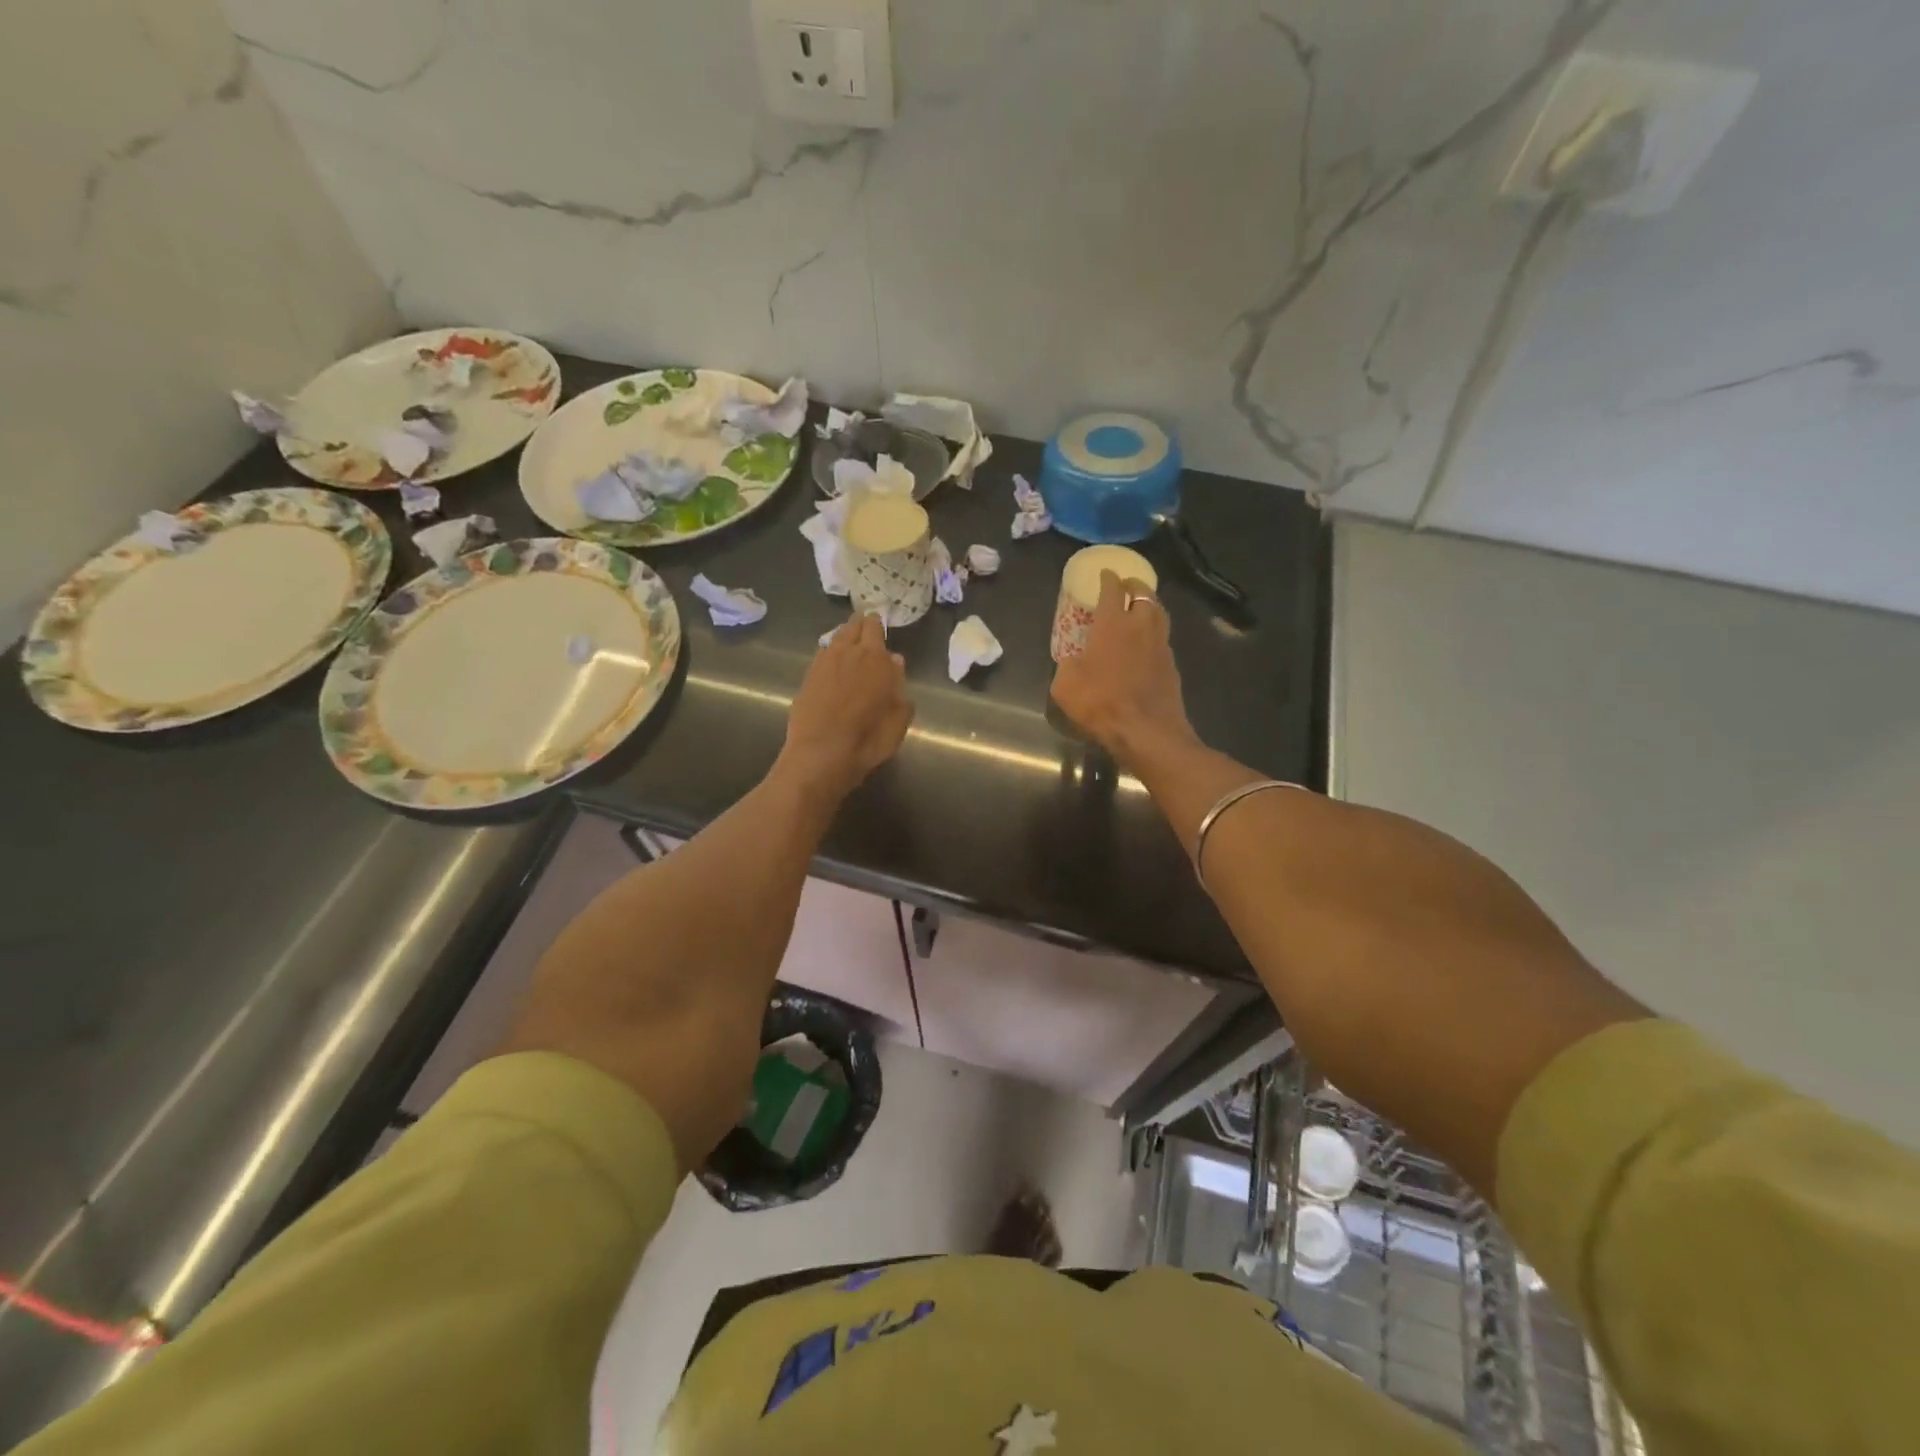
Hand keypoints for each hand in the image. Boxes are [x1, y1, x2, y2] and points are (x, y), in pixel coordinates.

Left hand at [776, 612, 914, 801]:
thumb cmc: (868, 739)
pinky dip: (830, 655)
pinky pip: (821, 656)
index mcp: (875, 658)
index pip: (874, 627)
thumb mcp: (899, 718)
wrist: (821, 755)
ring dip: (844, 638)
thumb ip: (899, 686)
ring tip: (850, 645)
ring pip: (835, 639)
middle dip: (860, 625)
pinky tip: (833, 666)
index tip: (880, 624)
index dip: (877, 624)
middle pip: (852, 626)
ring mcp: (822, 663)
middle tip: (866, 629)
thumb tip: (895, 661)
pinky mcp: (806, 678)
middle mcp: (847, 652)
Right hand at [1051, 570, 1197, 767]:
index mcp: (1112, 624)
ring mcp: (1161, 645)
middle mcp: (1140, 626)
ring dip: (1149, 605)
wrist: (1146, 731)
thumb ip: (1067, 666)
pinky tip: (1147, 642)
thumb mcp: (1065, 686)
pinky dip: (1155, 632)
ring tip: (1140, 607)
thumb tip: (1072, 662)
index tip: (1105, 574)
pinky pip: (1163, 638)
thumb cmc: (1100, 703)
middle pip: (1143, 594)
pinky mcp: (1172, 665)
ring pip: (1159, 613)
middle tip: (1126, 586)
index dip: (1108, 579)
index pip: (1112, 590)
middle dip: (1134, 586)